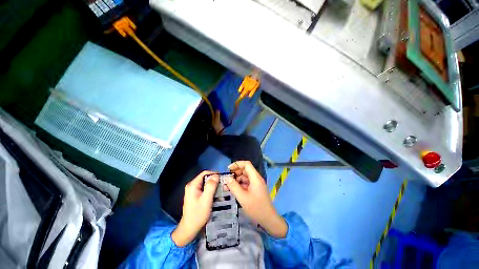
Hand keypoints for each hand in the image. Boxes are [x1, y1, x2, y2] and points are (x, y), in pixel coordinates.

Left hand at [172, 171, 218, 246]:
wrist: (189, 229)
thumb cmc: (197, 215)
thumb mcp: (206, 200)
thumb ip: (211, 186)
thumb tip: (216, 175)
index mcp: (193, 185)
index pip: (205, 173)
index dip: (214, 173)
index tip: (222, 178)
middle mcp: (192, 186)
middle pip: (205, 178)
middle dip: (215, 180)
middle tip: (223, 184)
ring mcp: (193, 191)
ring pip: (206, 183)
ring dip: (214, 185)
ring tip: (222, 189)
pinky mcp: (196, 195)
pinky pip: (205, 189)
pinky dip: (211, 190)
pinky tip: (217, 194)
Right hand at [226, 161, 287, 237]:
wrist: (268, 219)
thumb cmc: (256, 208)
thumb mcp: (242, 197)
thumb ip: (234, 186)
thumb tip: (226, 178)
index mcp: (255, 177)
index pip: (246, 164)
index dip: (237, 164)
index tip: (228, 169)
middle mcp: (256, 178)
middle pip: (245, 170)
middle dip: (235, 173)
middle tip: (226, 179)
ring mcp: (256, 184)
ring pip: (244, 177)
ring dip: (236, 180)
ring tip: (227, 186)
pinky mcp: (255, 189)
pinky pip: (246, 183)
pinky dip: (239, 185)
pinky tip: (233, 190)